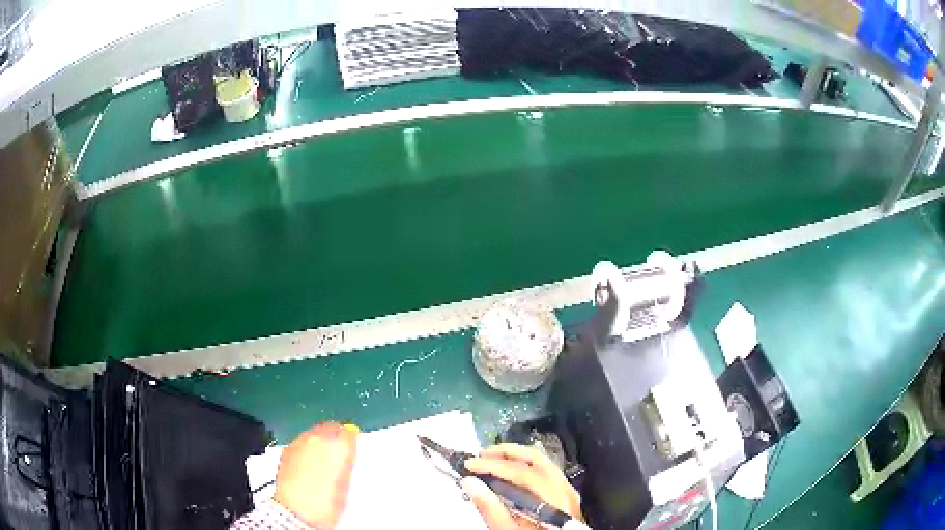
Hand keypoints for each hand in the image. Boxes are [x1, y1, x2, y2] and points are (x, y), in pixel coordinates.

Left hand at [273, 422, 358, 528]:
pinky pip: (300, 442)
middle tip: (336, 452)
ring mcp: (300, 441)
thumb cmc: (328, 502)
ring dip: (318, 441)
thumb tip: (345, 455)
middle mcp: (319, 438)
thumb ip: (346, 464)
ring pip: (313, 433)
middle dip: (333, 436)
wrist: (297, 511)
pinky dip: (305, 448)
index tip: (351, 448)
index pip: (348, 432)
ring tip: (320, 459)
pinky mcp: (287, 449)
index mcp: (339, 446)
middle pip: (329, 428)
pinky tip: (306, 464)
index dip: (350, 440)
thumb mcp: (346, 484)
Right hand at [461, 444, 581, 528]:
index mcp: (554, 501)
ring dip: (516, 457)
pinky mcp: (566, 496)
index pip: (523, 473)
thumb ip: (491, 509)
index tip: (469, 464)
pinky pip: (547, 472)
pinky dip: (526, 466)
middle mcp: (565, 491)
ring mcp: (569, 492)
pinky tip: (510, 473)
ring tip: (492, 459)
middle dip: (506, 453)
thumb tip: (470, 482)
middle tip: (481, 455)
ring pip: (544, 463)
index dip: (494, 465)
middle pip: (538, 460)